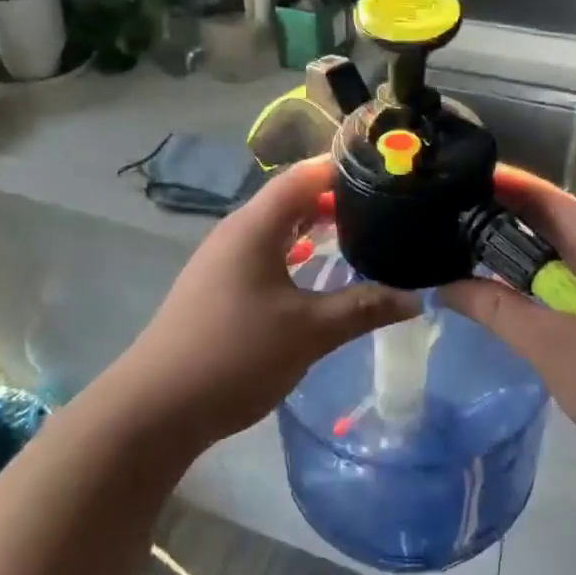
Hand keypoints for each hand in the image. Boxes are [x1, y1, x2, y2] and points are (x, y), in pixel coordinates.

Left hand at [110, 159, 417, 449]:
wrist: (158, 407)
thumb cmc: (236, 356)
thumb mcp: (309, 332)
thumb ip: (363, 308)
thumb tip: (417, 298)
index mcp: (254, 227)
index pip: (304, 175)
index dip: (343, 167)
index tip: (387, 170)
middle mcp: (236, 233)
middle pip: (290, 198)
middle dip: (336, 199)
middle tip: (385, 206)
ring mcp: (223, 260)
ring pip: (277, 228)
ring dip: (315, 227)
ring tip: (361, 233)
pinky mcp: (218, 286)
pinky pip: (265, 253)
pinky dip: (296, 253)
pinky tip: (318, 272)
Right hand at [440, 167, 575, 481]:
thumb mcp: (550, 342)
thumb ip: (495, 308)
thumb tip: (444, 284)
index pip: (542, 195)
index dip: (498, 183)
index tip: (450, 182)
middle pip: (546, 221)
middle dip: (496, 217)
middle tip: (440, 221)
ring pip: (553, 254)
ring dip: (510, 254)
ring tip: (457, 254)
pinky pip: (562, 283)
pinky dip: (528, 283)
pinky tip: (498, 298)